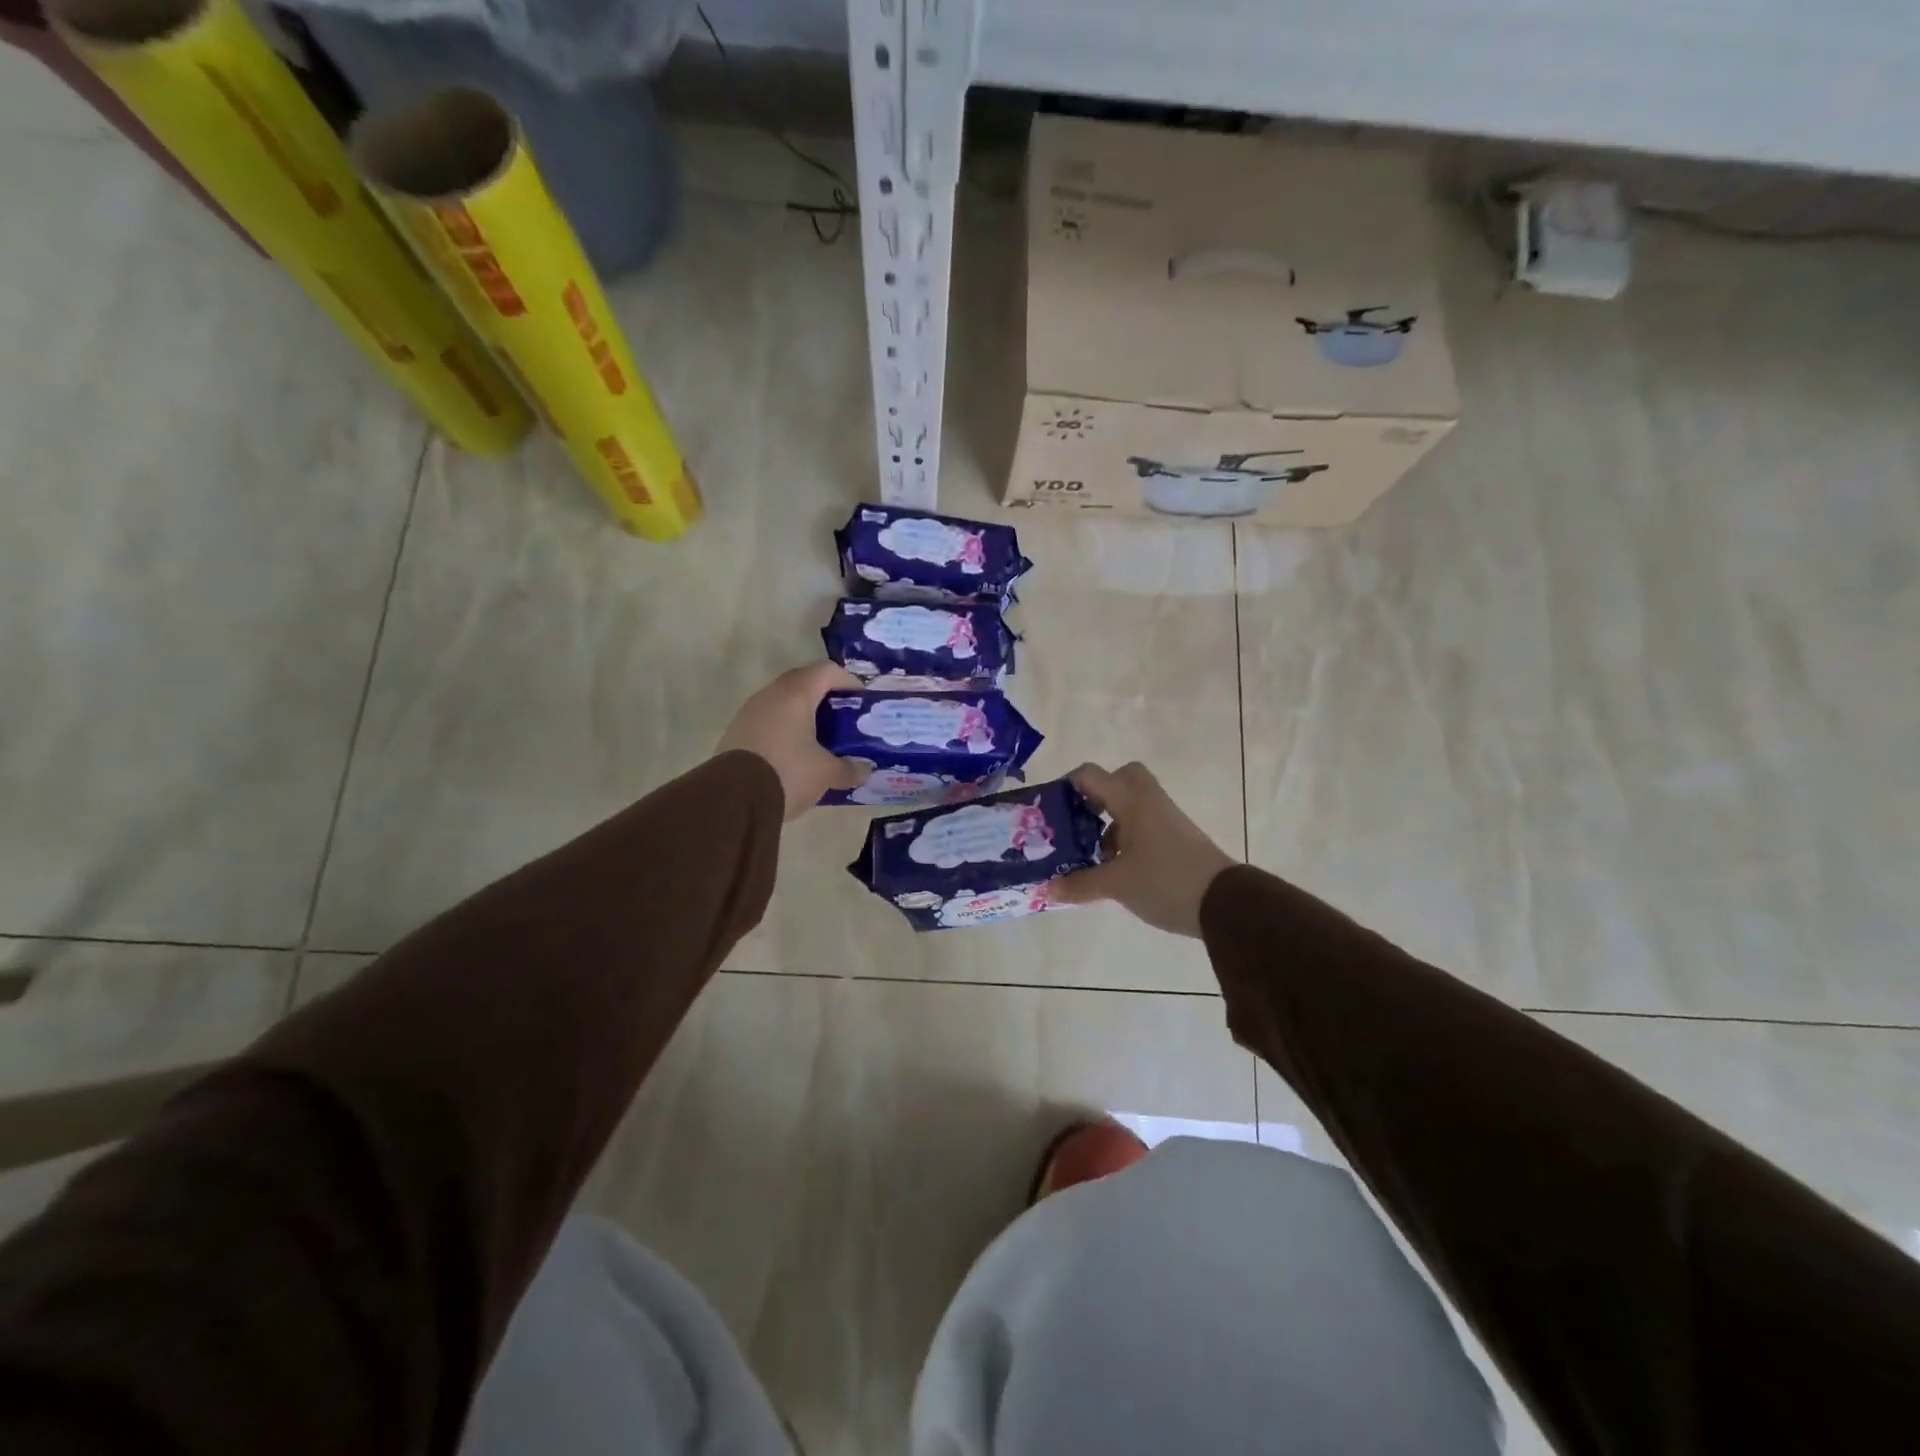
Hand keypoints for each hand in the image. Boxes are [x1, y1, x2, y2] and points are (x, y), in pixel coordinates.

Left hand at [716, 664, 868, 819]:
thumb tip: (865, 769)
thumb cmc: (787, 773)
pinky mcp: (736, 733)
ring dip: (803, 715)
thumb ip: (849, 768)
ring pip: (782, 703)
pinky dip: (785, 730)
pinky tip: (794, 754)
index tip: (862, 700)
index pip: (827, 671)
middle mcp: (770, 695)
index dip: (848, 681)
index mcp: (796, 694)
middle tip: (843, 719)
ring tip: (821, 738)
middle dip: (826, 698)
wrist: (732, 800)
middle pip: (803, 683)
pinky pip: (768, 721)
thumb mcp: (826, 773)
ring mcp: (749, 712)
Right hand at [1050, 762, 1235, 937]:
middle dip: (1096, 796)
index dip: (1066, 786)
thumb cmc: (1165, 881)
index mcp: (1131, 800)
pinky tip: (1114, 869)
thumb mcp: (1116, 885)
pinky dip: (1125, 839)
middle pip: (1120, 779)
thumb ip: (1079, 884)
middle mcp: (1149, 801)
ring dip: (1109, 823)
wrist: (1225, 903)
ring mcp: (1166, 820)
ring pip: (1131, 806)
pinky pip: (1143, 826)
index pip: (1090, 774)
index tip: (1050, 810)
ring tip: (1090, 854)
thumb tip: (1046, 888)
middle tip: (1078, 821)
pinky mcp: (1176, 839)